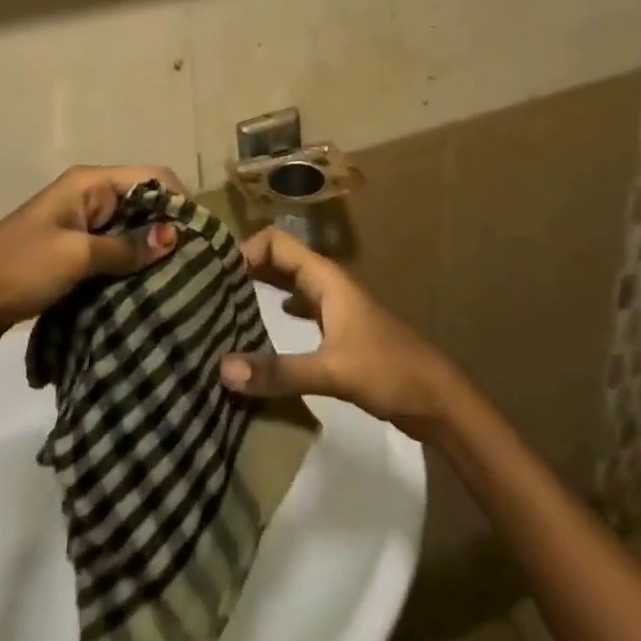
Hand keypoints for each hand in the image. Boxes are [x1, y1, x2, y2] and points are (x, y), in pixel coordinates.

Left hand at [0, 166, 183, 345]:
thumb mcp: (77, 256)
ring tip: (175, 278)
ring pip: (128, 228)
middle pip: (142, 200)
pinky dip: (128, 264)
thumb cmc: (20, 269)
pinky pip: (111, 250)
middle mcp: (87, 195)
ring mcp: (77, 224)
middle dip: (166, 226)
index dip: (177, 200)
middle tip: (192, 262)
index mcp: (89, 182)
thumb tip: (175, 235)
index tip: (197, 237)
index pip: (151, 176)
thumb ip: (126, 246)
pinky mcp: (69, 252)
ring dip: (147, 249)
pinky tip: (143, 287)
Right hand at [219, 228, 464, 439]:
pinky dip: (273, 315)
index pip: (277, 242)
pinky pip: (296, 311)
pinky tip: (255, 334)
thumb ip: (279, 370)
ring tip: (220, 309)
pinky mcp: (335, 332)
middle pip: (279, 261)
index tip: (211, 273)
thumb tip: (222, 369)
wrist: (435, 397)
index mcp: (326, 278)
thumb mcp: (332, 370)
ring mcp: (332, 307)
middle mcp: (325, 284)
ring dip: (258, 291)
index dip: (245, 249)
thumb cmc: (388, 369)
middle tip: (205, 290)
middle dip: (245, 269)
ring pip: (286, 286)